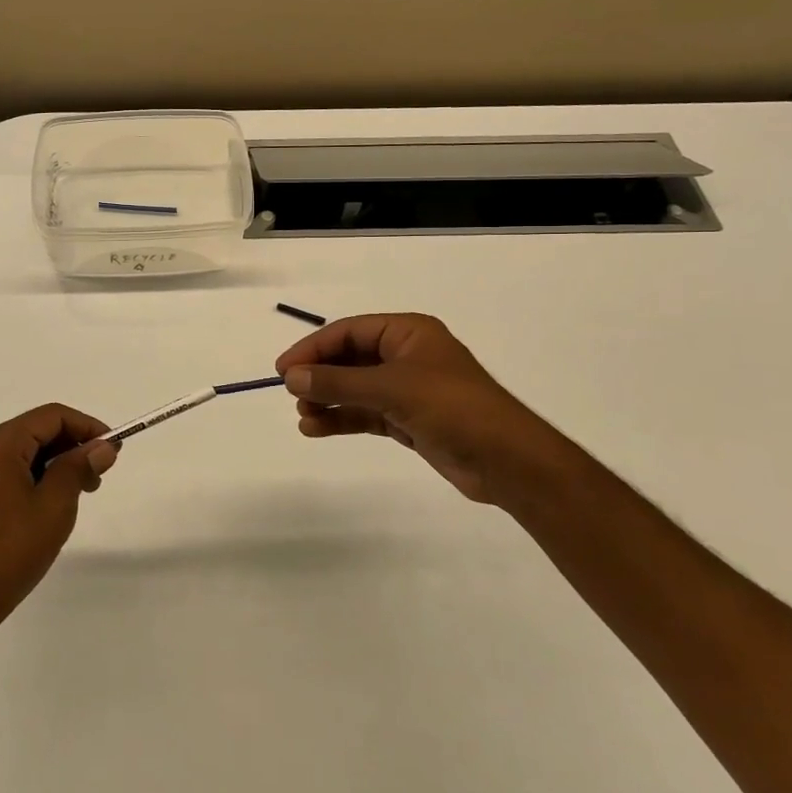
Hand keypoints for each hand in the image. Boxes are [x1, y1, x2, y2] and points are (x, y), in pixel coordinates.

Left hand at [0, 404, 117, 638]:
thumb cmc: (10, 552)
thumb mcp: (54, 506)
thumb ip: (78, 467)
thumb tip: (102, 446)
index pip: (51, 416)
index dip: (87, 427)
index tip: (113, 449)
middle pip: (34, 430)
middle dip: (71, 446)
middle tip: (99, 475)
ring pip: (21, 451)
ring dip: (54, 463)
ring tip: (80, 492)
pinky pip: (6, 470)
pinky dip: (34, 476)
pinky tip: (50, 502)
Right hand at [277, 313, 578, 506]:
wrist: (507, 461)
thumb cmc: (452, 408)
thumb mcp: (391, 389)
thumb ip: (338, 382)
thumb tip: (291, 378)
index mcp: (407, 333)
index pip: (349, 331)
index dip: (313, 347)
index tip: (284, 369)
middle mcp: (406, 355)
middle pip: (350, 358)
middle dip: (320, 375)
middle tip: (290, 393)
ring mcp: (408, 389)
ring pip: (356, 388)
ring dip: (328, 400)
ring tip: (303, 417)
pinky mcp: (409, 420)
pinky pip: (366, 413)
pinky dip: (342, 419)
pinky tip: (317, 429)